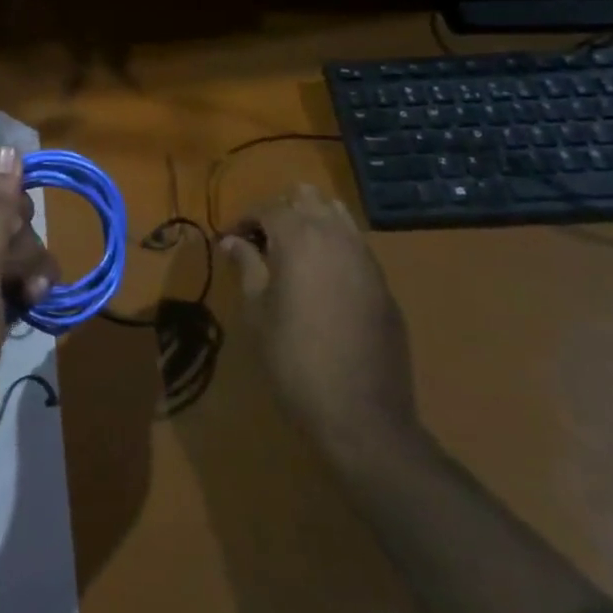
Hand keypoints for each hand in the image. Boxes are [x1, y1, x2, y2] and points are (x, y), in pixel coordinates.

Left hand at [0, 147, 57, 494]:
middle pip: (1, 228)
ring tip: (35, 300)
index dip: (5, 199)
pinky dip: (29, 300)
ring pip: (12, 263)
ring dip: (33, 273)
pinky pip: (14, 297)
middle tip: (22, 275)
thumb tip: (9, 148)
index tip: (27, 216)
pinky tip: (39, 314)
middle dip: (23, 244)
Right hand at [221, 184, 416, 456]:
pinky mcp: (383, 283)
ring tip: (292, 253)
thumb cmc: (294, 360)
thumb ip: (246, 267)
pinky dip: (334, 245)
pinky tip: (321, 278)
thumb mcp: (257, 312)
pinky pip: (355, 245)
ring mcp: (366, 258)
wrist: (361, 414)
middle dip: (281, 210)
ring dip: (312, 222)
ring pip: (337, 215)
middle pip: (308, 198)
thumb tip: (233, 241)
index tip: (229, 239)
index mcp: (299, 238)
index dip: (244, 219)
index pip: (268, 208)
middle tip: (261, 240)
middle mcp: (336, 236)